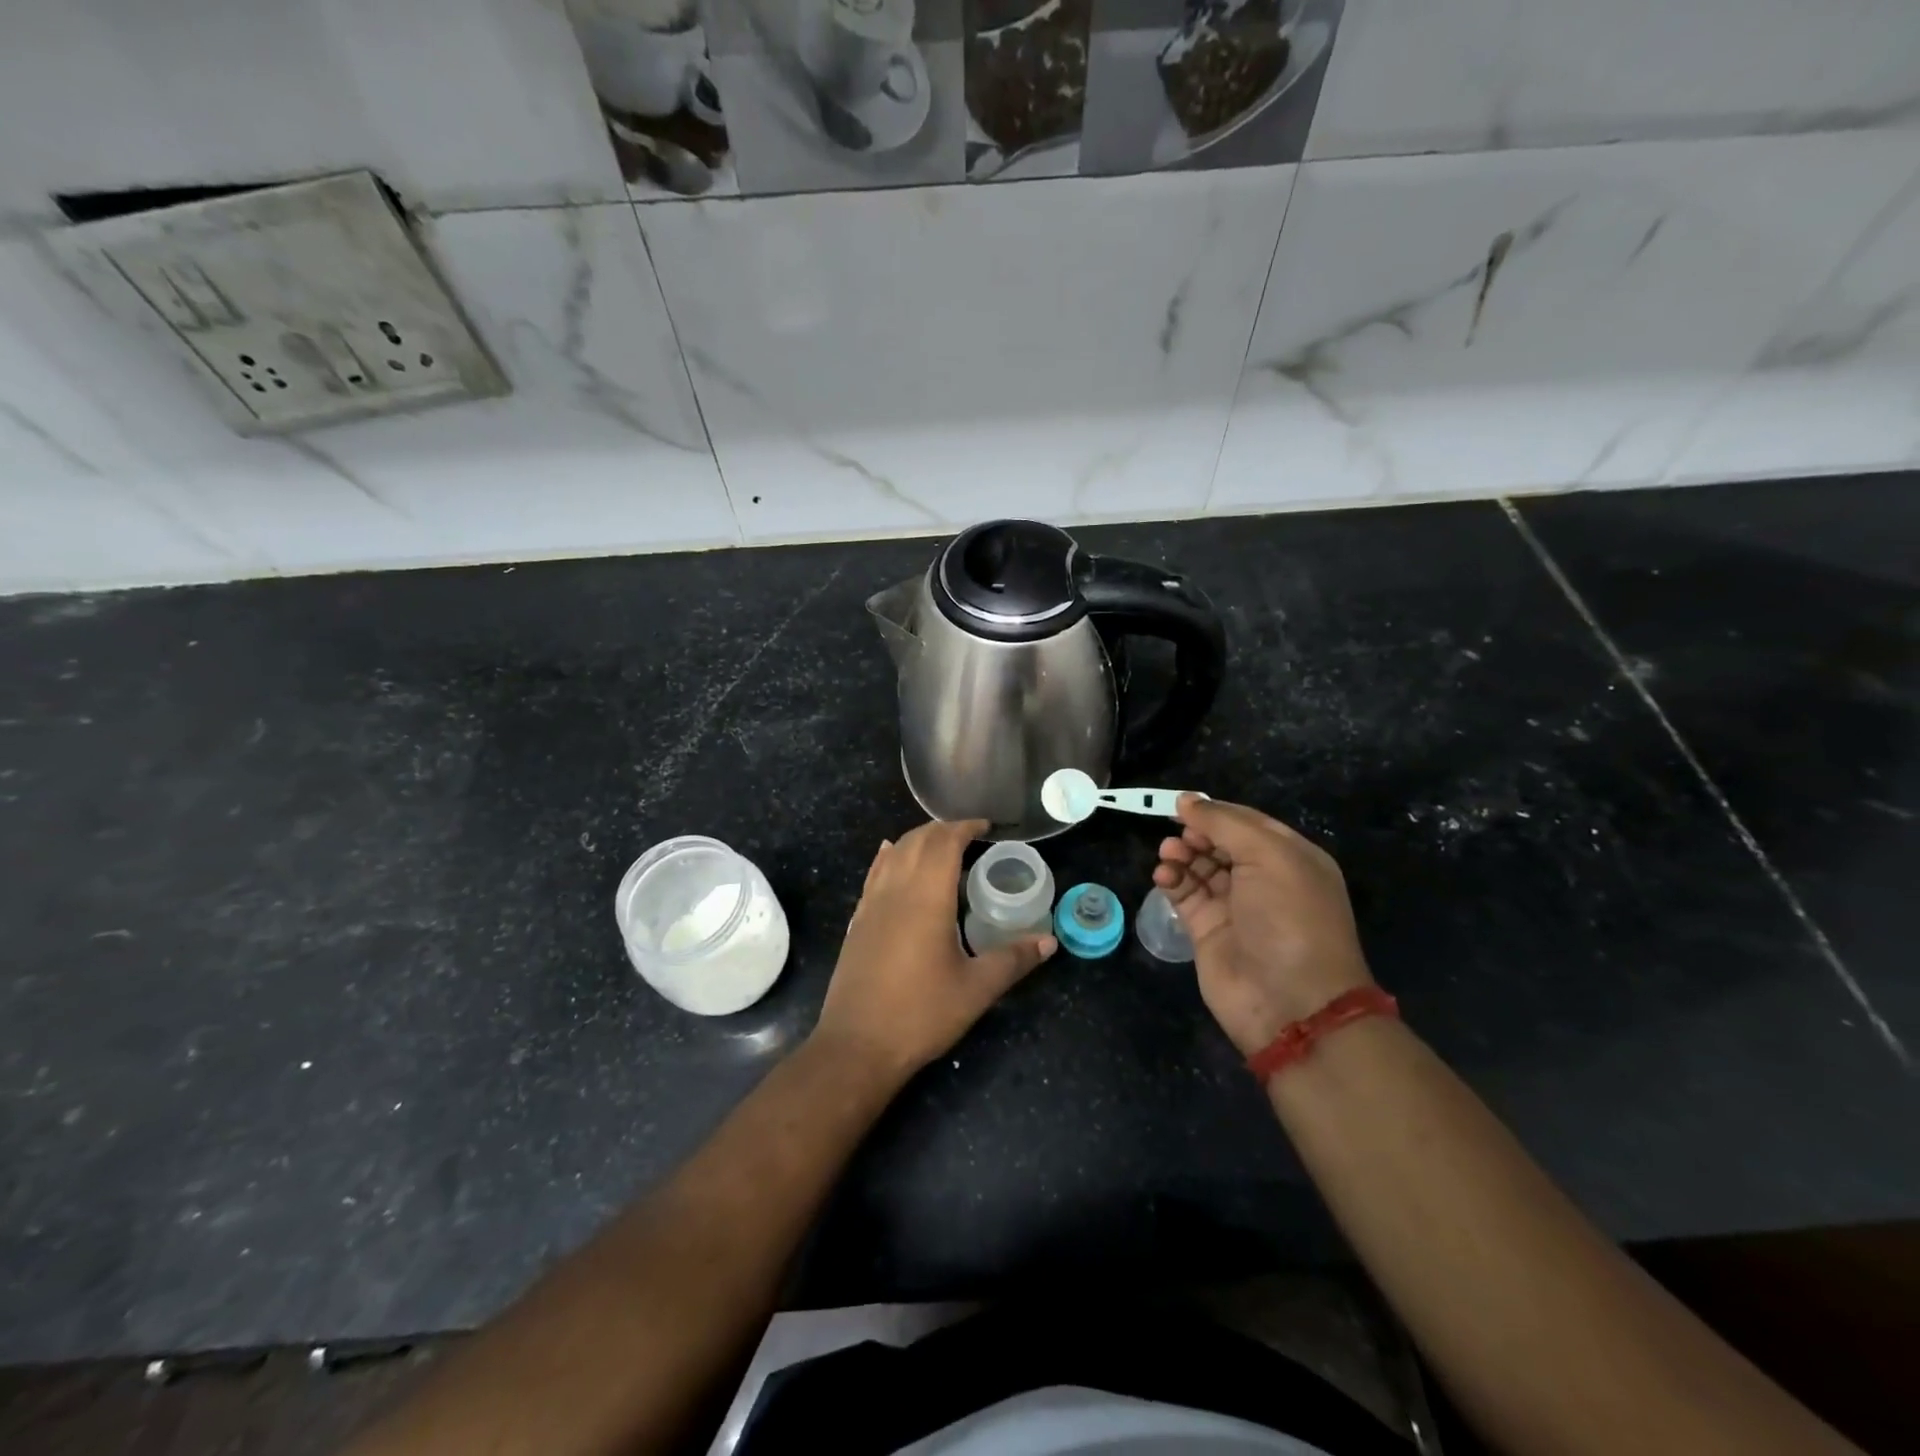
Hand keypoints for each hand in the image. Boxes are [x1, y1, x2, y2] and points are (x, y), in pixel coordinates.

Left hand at [814, 819, 1055, 1081]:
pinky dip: (888, 856)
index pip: (944, 842)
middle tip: (970, 835)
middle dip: (943, 829)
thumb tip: (1049, 942)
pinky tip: (889, 855)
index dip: (965, 827)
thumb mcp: (976, 989)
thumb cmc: (921, 1014)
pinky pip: (874, 873)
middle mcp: (896, 890)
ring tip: (939, 844)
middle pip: (917, 840)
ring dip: (916, 839)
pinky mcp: (858, 921)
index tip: (986, 827)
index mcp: (926, 897)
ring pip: (892, 853)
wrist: (856, 1046)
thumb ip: (1013, 960)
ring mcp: (871, 904)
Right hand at [1154, 797, 1375, 1055]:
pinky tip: (1163, 875)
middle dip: (1197, 834)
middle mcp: (1264, 880)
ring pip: (1200, 867)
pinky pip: (1185, 894)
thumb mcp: (1268, 856)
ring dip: (1181, 854)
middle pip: (1221, 843)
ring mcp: (1234, 907)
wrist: (1289, 1002)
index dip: (1216, 812)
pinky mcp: (1207, 930)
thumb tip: (1187, 800)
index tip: (1182, 806)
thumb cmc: (1289, 918)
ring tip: (1168, 855)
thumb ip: (1225, 824)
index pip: (1247, 823)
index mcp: (1291, 858)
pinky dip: (1172, 880)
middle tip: (1178, 835)